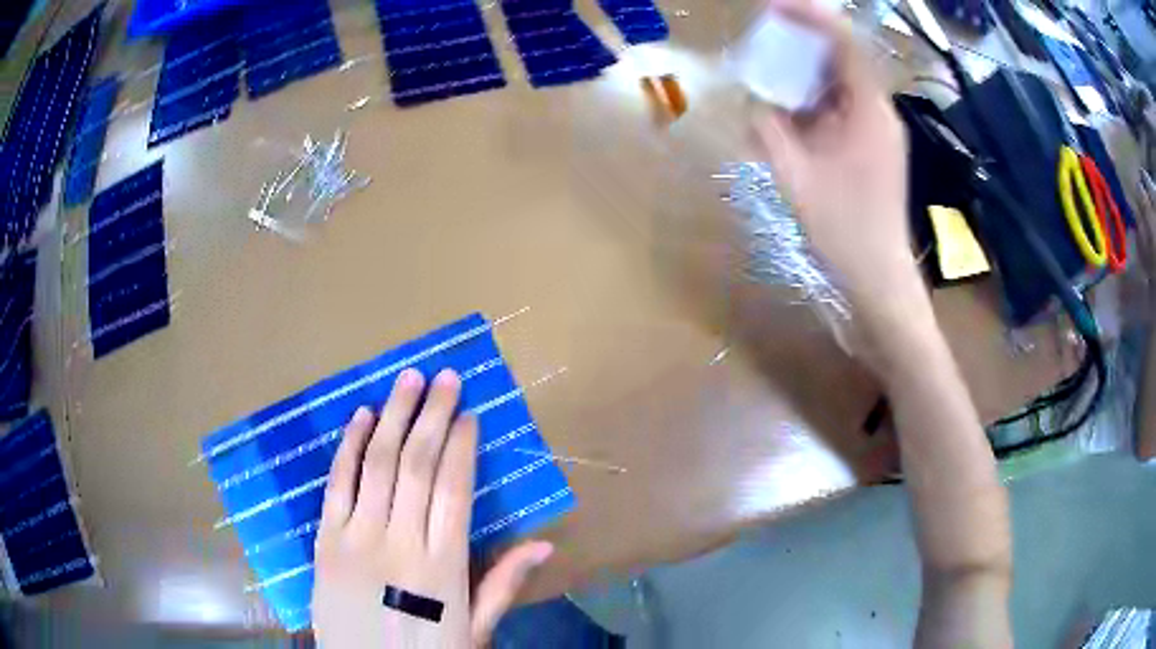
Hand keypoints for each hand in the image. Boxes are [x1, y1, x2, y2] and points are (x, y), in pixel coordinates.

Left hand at [312, 368, 553, 647]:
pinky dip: (349, 446)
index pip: (454, 489)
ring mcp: (356, 538)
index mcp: (443, 566)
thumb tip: (544, 543)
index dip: (462, 445)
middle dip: (433, 415)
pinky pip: (337, 484)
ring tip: (409, 379)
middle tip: (446, 376)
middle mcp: (400, 543)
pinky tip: (361, 416)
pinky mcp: (324, 540)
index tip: (469, 413)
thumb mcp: (475, 628)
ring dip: (394, 416)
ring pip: (378, 464)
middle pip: (417, 465)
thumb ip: (503, 583)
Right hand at [752, 0, 914, 308]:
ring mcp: (877, 129)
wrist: (879, 276)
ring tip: (769, 74)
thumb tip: (753, 101)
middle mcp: (878, 112)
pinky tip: (787, 114)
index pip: (844, 44)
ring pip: (838, 83)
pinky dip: (811, 103)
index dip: (811, 17)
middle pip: (842, 58)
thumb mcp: (796, 177)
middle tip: (765, 39)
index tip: (775, 7)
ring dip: (804, 74)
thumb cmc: (844, 230)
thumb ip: (769, 130)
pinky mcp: (870, 145)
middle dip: (803, 43)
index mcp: (869, 111)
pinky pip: (839, 108)